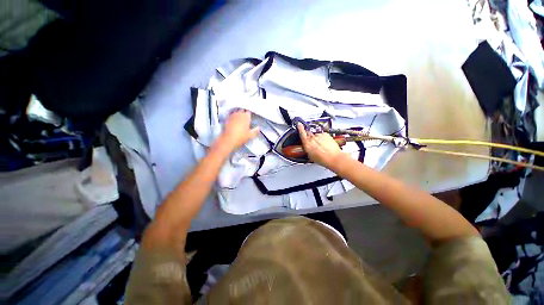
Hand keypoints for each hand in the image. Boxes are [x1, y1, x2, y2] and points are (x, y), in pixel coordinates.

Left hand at [220, 110, 259, 149]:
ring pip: (236, 112)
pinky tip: (233, 122)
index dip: (249, 115)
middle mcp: (239, 114)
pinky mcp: (227, 118)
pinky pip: (231, 115)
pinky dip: (232, 117)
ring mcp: (232, 115)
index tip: (250, 118)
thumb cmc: (241, 137)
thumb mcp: (250, 135)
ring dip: (238, 115)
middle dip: (243, 113)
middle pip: (242, 110)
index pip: (248, 112)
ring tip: (239, 119)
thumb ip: (255, 130)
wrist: (229, 139)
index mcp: (246, 116)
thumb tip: (258, 128)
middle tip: (245, 118)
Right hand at [297, 123, 345, 167]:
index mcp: (307, 143)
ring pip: (316, 135)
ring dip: (318, 139)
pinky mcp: (326, 134)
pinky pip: (323, 135)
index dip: (300, 128)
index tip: (299, 124)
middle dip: (310, 137)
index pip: (301, 132)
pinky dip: (323, 139)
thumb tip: (307, 148)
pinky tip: (325, 145)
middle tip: (313, 144)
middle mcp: (312, 138)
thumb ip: (307, 149)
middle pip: (309, 134)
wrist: (333, 158)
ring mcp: (319, 135)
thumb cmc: (323, 159)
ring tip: (321, 146)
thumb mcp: (310, 156)